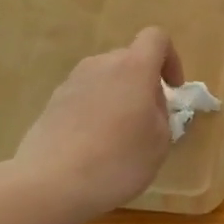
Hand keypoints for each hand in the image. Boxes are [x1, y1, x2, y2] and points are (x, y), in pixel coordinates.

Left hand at [9, 27, 182, 223]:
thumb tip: (149, 103)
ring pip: (106, 78)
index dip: (171, 59)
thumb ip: (161, 113)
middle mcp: (101, 65)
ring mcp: (72, 82)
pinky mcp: (51, 103)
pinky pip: (85, 96)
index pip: (156, 38)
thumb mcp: (160, 142)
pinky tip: (94, 145)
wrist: (49, 184)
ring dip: (119, 96)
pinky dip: (96, 111)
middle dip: (144, 82)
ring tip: (120, 134)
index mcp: (133, 68)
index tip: (173, 89)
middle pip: (130, 59)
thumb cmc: (117, 160)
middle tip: (149, 119)